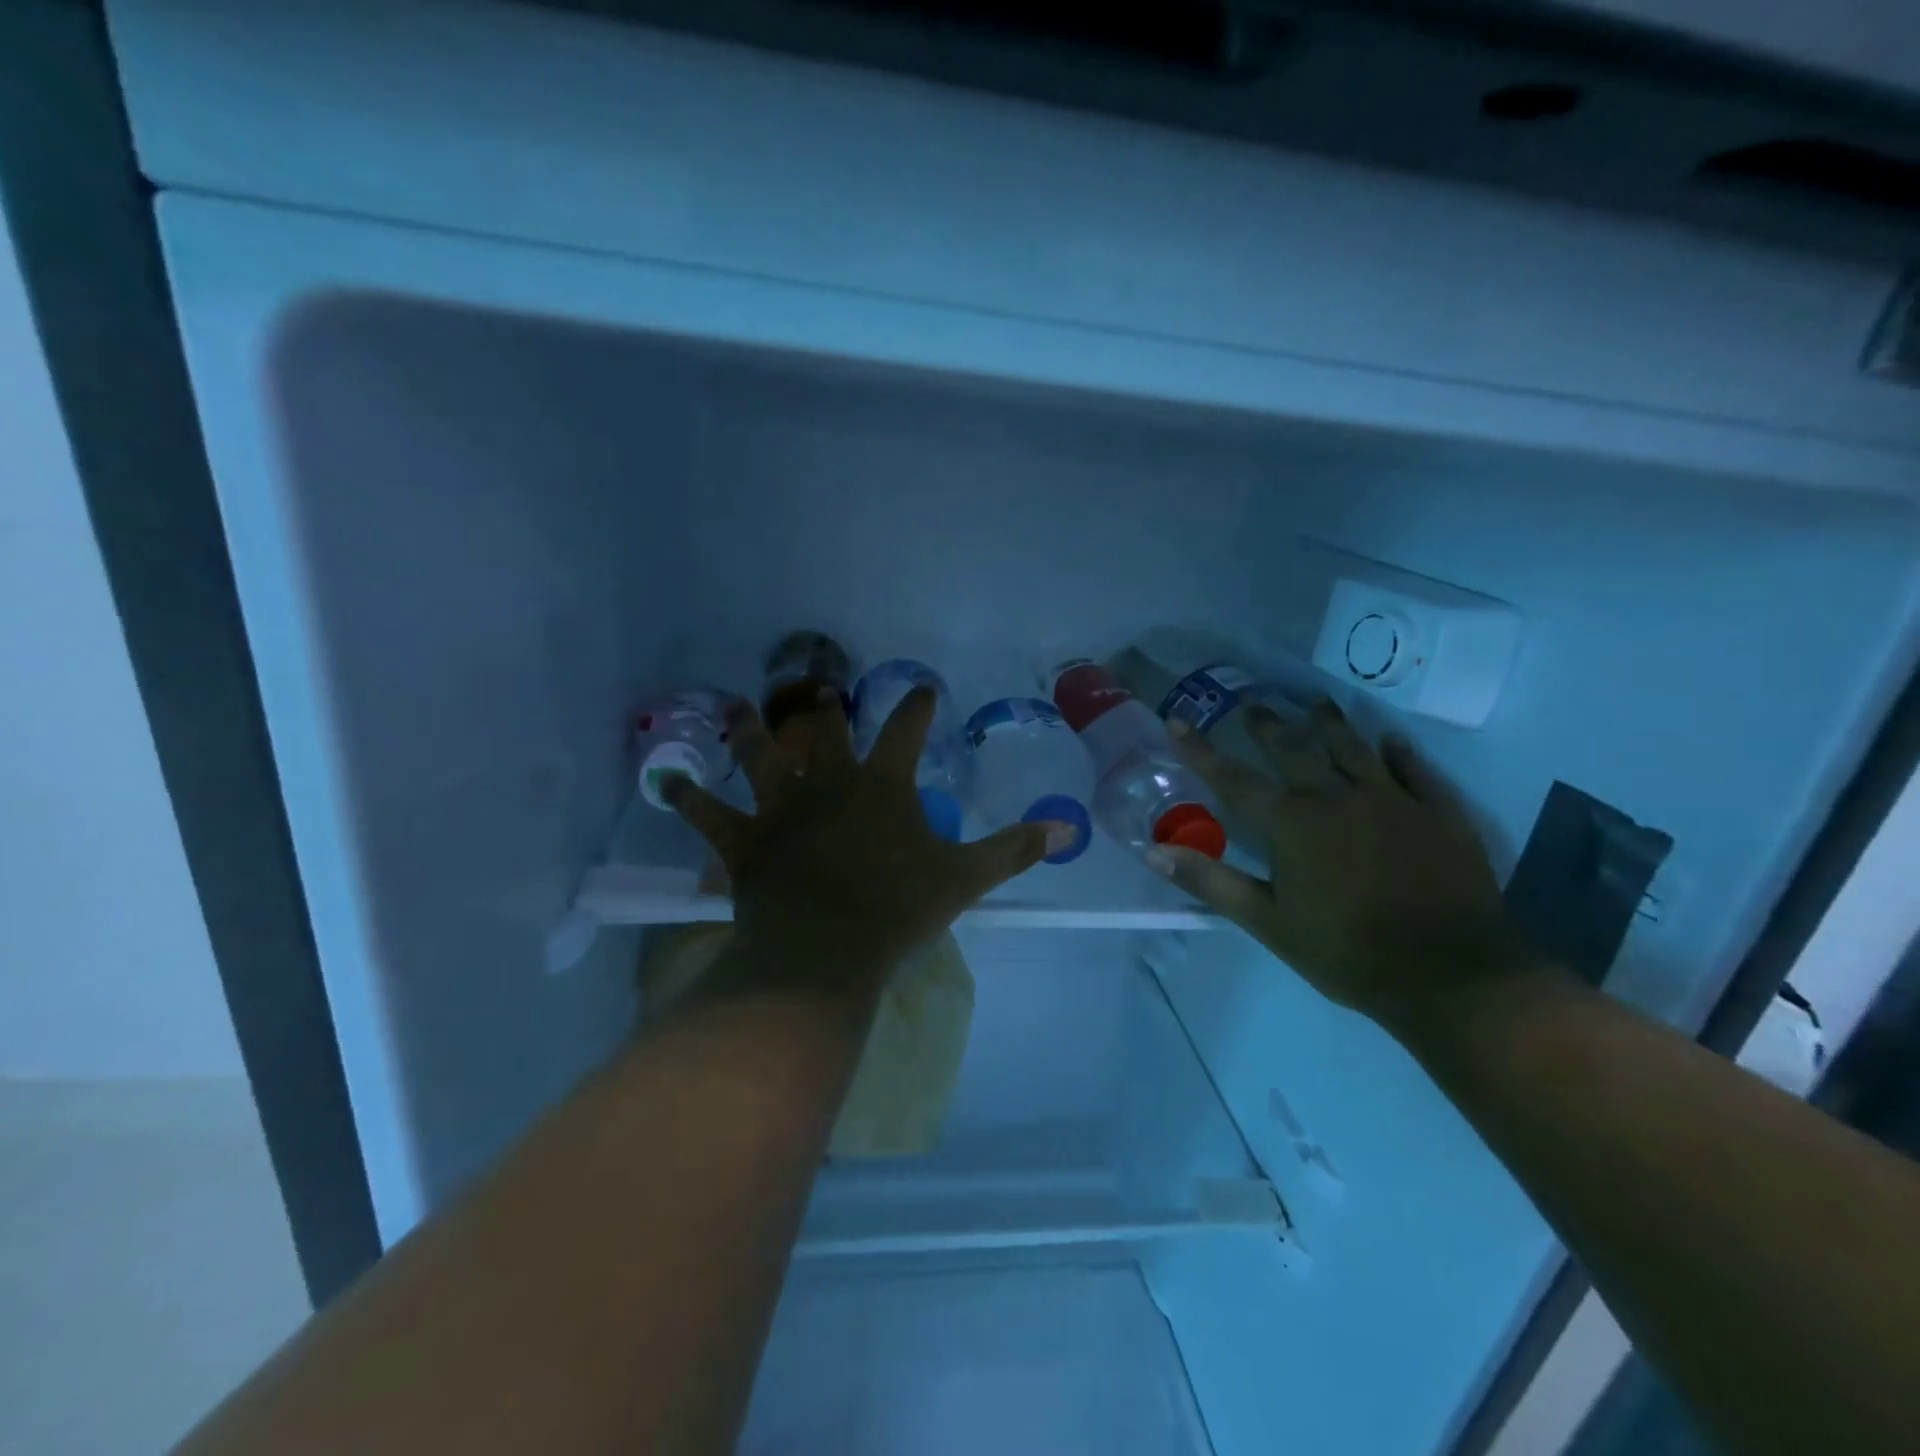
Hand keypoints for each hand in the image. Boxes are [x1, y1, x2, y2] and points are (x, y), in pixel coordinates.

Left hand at [664, 686, 1070, 1005]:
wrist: (826, 950)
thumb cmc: (898, 910)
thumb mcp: (964, 879)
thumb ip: (1012, 849)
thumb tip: (1064, 829)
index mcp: (880, 784)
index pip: (905, 731)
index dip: (915, 707)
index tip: (922, 688)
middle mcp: (827, 780)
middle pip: (822, 729)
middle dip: (821, 703)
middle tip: (815, 685)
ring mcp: (779, 807)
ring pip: (759, 754)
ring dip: (747, 728)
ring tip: (737, 706)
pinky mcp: (743, 840)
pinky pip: (707, 812)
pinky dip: (688, 796)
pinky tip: (668, 780)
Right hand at [1150, 698, 1535, 1027]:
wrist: (1452, 975)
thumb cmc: (1348, 952)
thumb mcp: (1268, 922)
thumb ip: (1211, 882)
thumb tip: (1154, 852)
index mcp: (1292, 824)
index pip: (1233, 779)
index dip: (1201, 750)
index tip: (1177, 721)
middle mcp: (1337, 798)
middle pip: (1294, 748)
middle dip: (1267, 724)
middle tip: (1251, 701)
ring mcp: (1392, 800)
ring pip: (1354, 748)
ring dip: (1330, 723)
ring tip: (1315, 702)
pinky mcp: (1438, 813)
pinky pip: (1415, 771)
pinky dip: (1400, 752)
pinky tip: (1392, 740)